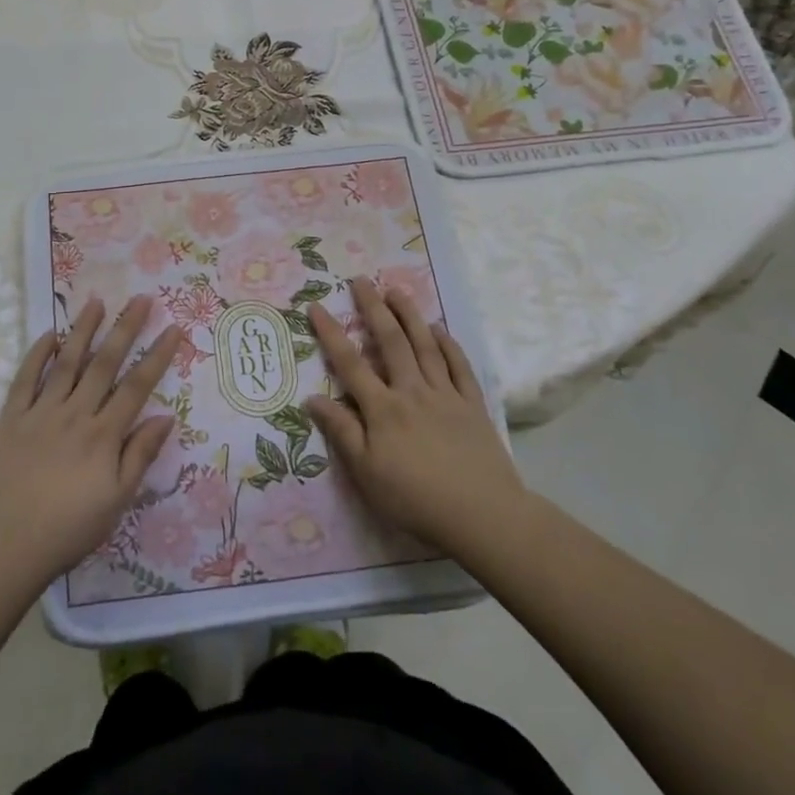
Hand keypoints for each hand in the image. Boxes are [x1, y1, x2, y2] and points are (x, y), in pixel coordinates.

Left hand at [0, 296, 181, 595]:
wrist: (4, 547)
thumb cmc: (68, 530)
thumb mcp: (116, 501)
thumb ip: (140, 456)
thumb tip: (166, 416)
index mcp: (103, 435)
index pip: (137, 386)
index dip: (158, 356)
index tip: (173, 328)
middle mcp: (75, 414)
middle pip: (105, 364)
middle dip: (125, 329)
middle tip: (141, 299)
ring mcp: (40, 413)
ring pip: (67, 362)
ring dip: (83, 330)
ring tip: (97, 301)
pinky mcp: (11, 419)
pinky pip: (25, 379)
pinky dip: (37, 354)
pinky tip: (49, 335)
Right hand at [304, 277, 523, 559]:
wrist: (482, 515)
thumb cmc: (416, 499)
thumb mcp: (367, 473)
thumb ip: (341, 432)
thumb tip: (312, 398)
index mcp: (382, 408)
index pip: (350, 363)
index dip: (331, 333)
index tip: (316, 306)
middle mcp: (412, 391)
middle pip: (390, 341)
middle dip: (373, 308)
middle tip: (362, 280)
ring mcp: (445, 395)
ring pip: (425, 345)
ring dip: (409, 315)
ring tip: (397, 290)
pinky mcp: (472, 405)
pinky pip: (459, 366)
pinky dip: (449, 345)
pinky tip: (440, 330)